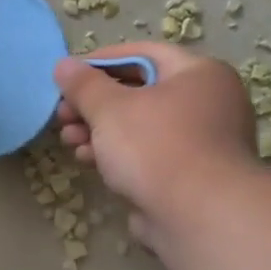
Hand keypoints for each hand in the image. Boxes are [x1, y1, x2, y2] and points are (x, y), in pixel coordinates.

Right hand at [53, 44, 258, 245]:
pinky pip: (147, 152)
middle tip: (62, 114)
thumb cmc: (156, 147)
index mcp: (199, 74)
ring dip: (99, 130)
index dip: (100, 61)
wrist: (200, 216)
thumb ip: (83, 85)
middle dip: (93, 103)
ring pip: (140, 125)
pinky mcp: (190, 174)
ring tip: (68, 140)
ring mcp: (202, 141)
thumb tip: (63, 65)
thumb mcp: (109, 108)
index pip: (143, 54)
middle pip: (139, 91)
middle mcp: (208, 102)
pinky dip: (117, 153)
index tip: (66, 75)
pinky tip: (88, 160)